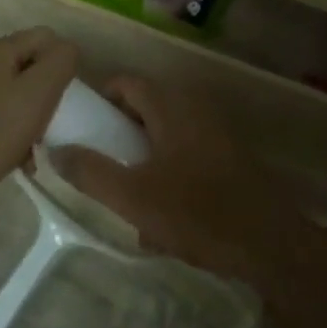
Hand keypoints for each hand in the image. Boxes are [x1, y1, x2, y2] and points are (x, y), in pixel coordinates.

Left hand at [0, 28, 77, 205]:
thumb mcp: (38, 93)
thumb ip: (60, 62)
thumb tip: (68, 48)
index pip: (45, 36)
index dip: (64, 61)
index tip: (69, 94)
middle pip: (27, 64)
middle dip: (45, 92)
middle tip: (52, 122)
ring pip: (11, 91)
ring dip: (28, 115)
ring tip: (35, 147)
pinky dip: (8, 129)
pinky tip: (14, 157)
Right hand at [50, 77, 302, 284]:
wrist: (270, 244)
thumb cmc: (197, 213)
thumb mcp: (133, 197)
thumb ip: (91, 172)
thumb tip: (56, 151)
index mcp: (171, 108)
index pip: (128, 83)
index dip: (101, 99)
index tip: (83, 127)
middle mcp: (195, 110)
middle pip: (146, 110)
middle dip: (121, 137)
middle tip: (104, 167)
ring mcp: (216, 135)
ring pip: (165, 139)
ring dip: (144, 163)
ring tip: (131, 202)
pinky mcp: (230, 160)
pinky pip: (187, 158)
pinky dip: (169, 177)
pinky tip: (165, 222)